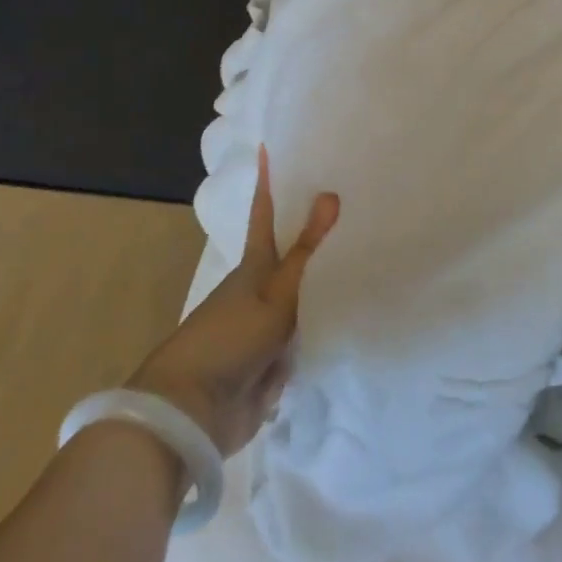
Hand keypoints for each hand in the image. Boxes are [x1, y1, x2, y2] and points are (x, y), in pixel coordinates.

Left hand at [130, 149, 338, 455]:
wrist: (194, 412)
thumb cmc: (230, 338)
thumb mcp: (275, 293)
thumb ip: (306, 251)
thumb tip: (329, 193)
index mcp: (254, 268)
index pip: (264, 215)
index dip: (269, 184)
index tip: (269, 149)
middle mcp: (260, 293)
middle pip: (291, 256)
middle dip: (315, 233)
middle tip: (350, 205)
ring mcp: (267, 329)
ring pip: (305, 298)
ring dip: (327, 284)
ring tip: (367, 257)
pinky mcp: (275, 364)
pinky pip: (308, 339)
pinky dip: (327, 329)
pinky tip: (358, 317)